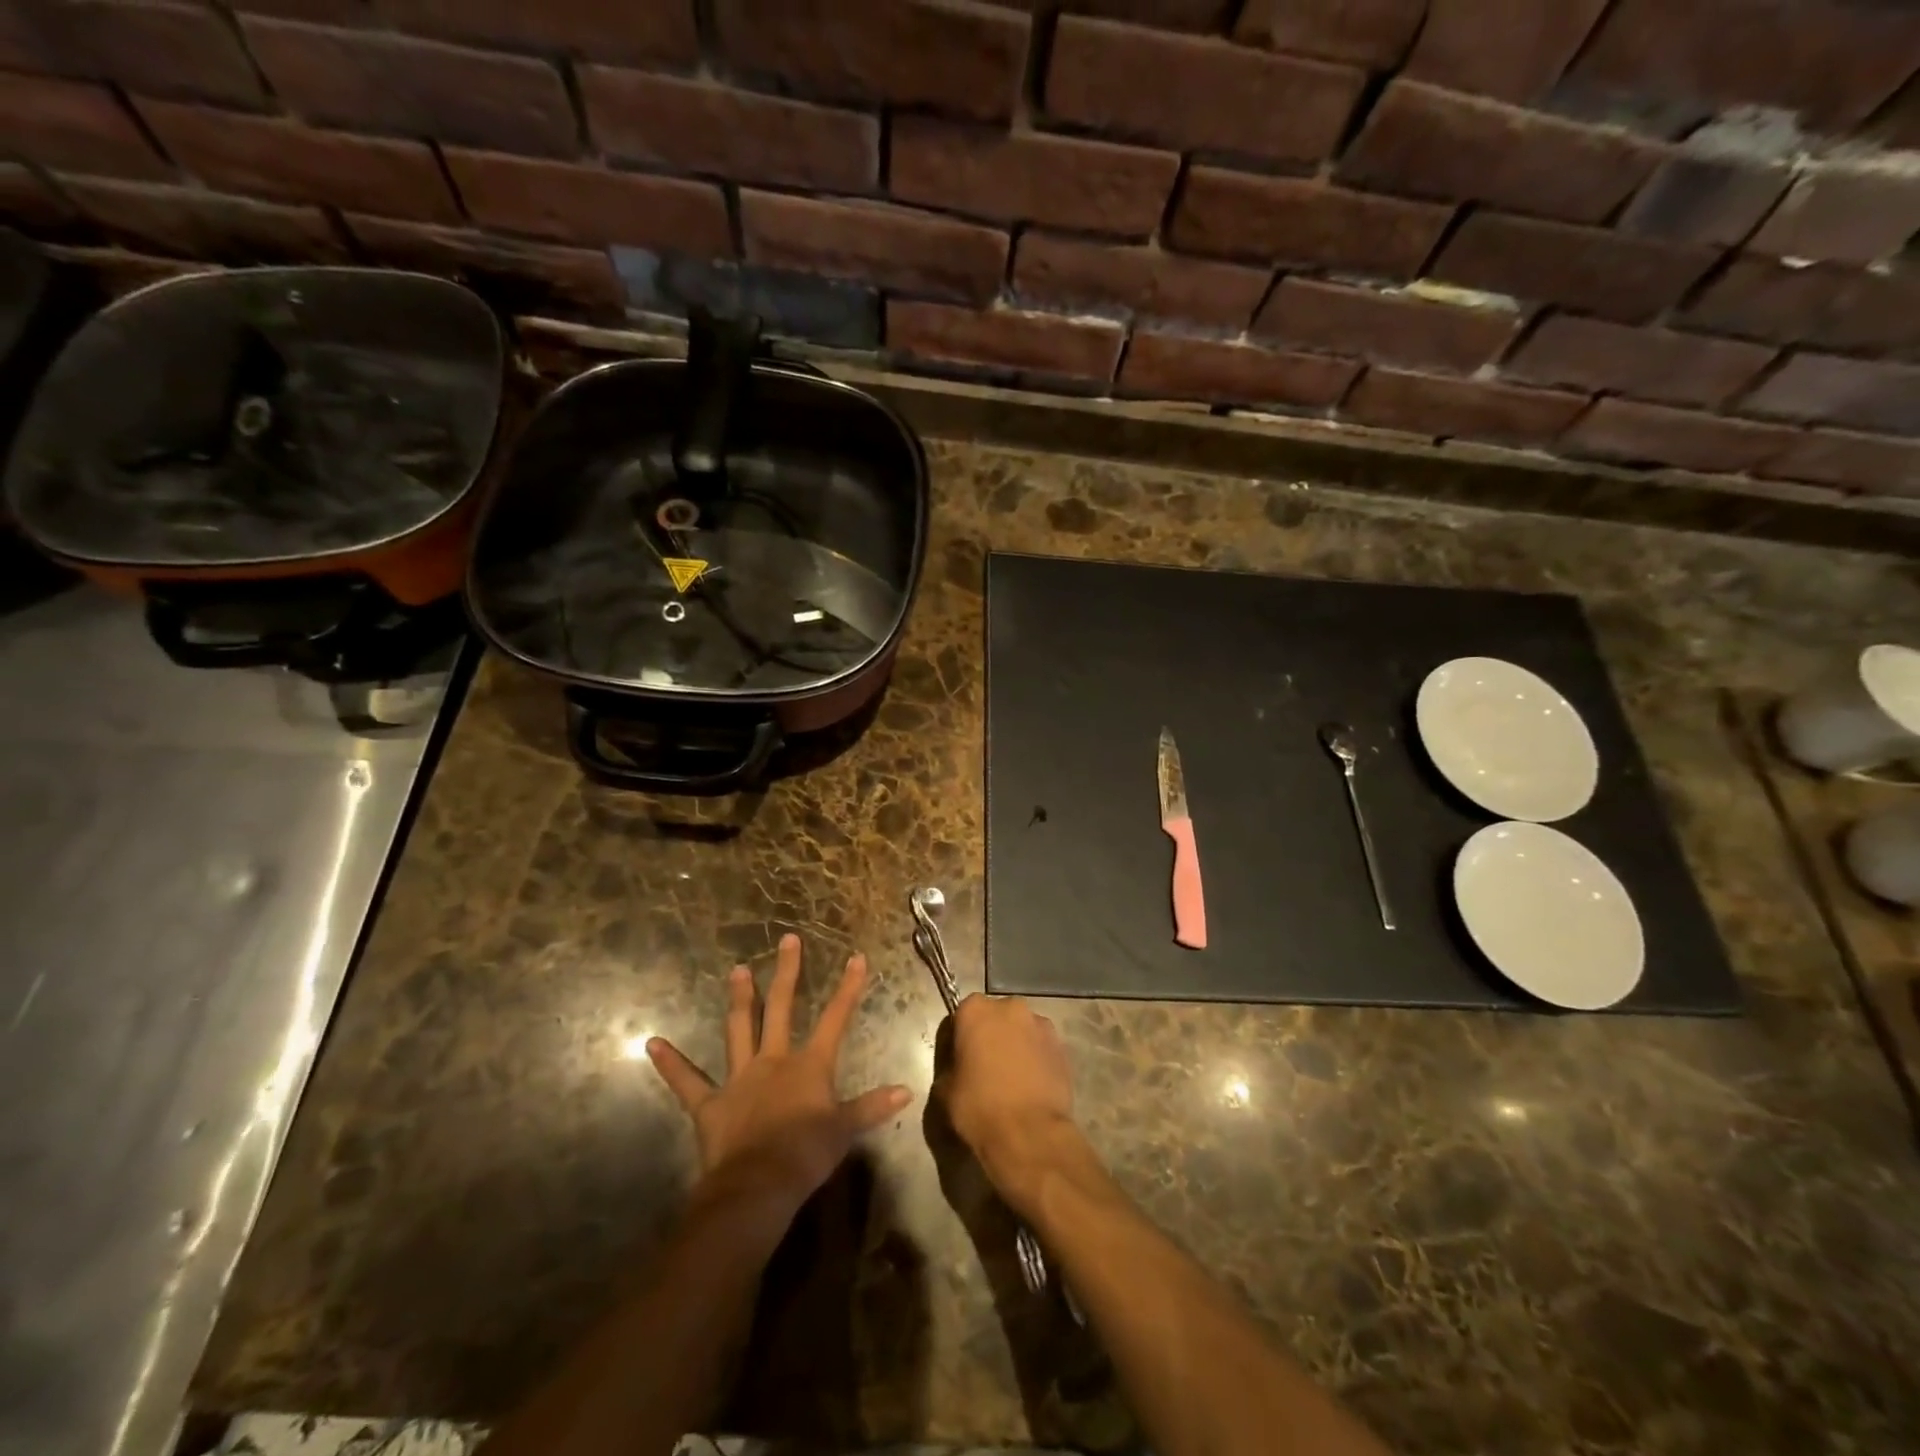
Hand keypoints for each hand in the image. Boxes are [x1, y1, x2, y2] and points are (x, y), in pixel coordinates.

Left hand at [648, 933, 909, 1209]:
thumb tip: (906, 1090)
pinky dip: (670, 1063)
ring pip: (740, 1030)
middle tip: (787, 940)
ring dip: (740, 1000)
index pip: (835, 1019)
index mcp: (809, 1065)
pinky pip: (687, 1082)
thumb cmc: (805, 1155)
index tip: (855, 957)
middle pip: (782, 1008)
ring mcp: (739, 1078)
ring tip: (738, 970)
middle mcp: (774, 1060)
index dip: (848, 988)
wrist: (757, 1186)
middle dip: (787, 973)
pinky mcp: (710, 1104)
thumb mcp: (845, 1130)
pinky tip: (651, 1043)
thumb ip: (872, 1106)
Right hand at [938, 994, 1076, 1194]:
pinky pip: (1041, 1048)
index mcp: (975, 1010)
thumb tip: (958, 1069)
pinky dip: (1035, 1059)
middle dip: (991, 1035)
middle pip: (995, 1017)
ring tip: (1012, 1079)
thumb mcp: (945, 1091)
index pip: (962, 1014)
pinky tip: (1031, 1086)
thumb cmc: (979, 1107)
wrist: (1030, 1134)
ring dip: (1015, 1045)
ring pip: (1021, 1030)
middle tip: (985, 1067)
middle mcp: (1010, 1007)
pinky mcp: (1061, 1046)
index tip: (959, 1059)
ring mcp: (1040, 1024)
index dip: (960, 1037)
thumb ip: (949, 1067)